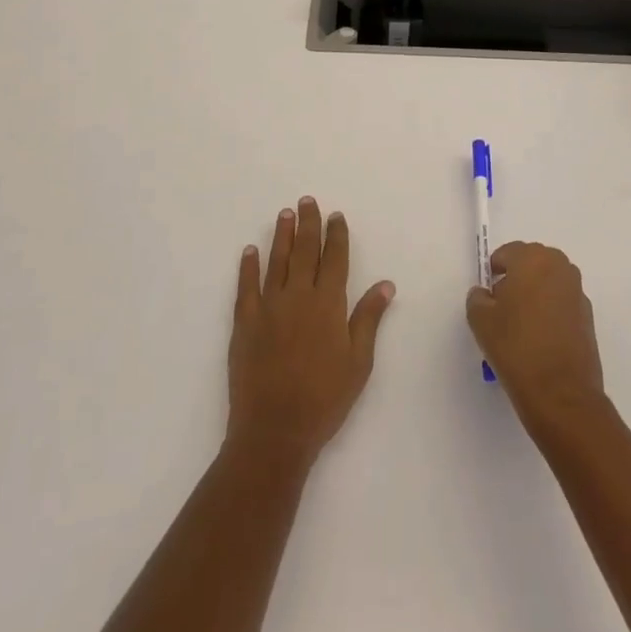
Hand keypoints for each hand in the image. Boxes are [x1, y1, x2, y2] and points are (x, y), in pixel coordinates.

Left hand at [228, 197, 394, 466]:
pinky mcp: (244, 323)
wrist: (274, 430)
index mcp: (328, 304)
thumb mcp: (358, 362)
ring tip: (285, 214)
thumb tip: (386, 284)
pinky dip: (248, 266)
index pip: (335, 259)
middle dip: (308, 224)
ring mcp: (268, 307)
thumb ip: (368, 319)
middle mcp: (298, 296)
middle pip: (305, 251)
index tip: (336, 216)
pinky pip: (246, 286)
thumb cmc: (324, 399)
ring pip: (276, 261)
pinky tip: (250, 251)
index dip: (336, 236)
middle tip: (307, 201)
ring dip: (281, 236)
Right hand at [467, 241, 606, 431]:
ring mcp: (577, 292)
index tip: (487, 294)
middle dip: (516, 279)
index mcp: (533, 259)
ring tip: (520, 325)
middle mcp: (560, 267)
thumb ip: (478, 298)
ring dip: (534, 294)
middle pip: (531, 263)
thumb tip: (486, 295)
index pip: (508, 253)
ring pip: (548, 283)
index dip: (494, 271)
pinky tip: (539, 338)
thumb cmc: (516, 347)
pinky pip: (562, 303)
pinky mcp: (588, 316)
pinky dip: (550, 312)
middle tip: (502, 307)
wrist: (560, 393)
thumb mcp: (481, 320)